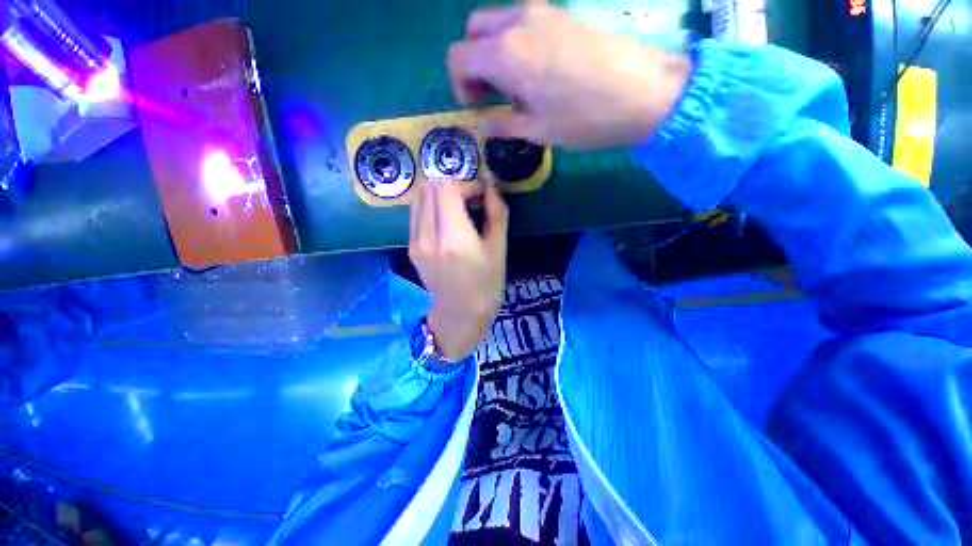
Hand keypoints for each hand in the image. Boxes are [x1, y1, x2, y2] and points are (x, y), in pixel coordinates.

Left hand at [409, 180, 508, 361]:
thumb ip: (496, 212)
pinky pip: (417, 213)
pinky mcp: (411, 247)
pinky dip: (432, 207)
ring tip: (459, 210)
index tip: (481, 197)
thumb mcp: (499, 248)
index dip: (467, 184)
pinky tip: (447, 221)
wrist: (461, 314)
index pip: (447, 187)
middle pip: (430, 187)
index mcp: (454, 238)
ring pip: (420, 197)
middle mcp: (428, 236)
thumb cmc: (487, 284)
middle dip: (453, 186)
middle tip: (471, 202)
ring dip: (440, 195)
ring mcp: (415, 242)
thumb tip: (490, 185)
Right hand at [448, 2, 691, 150]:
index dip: (459, 86)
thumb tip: (483, 124)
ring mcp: (541, 12)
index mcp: (506, 53)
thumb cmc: (584, 118)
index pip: (458, 57)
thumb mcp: (537, 130)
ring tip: (516, 87)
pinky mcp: (561, 14)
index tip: (477, 107)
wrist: (642, 92)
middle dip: (473, 63)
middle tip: (490, 94)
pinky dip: (515, 44)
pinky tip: (536, 72)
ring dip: (493, 53)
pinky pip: (521, 22)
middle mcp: (517, 22)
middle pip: (473, 31)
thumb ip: (502, 125)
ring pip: (496, 23)